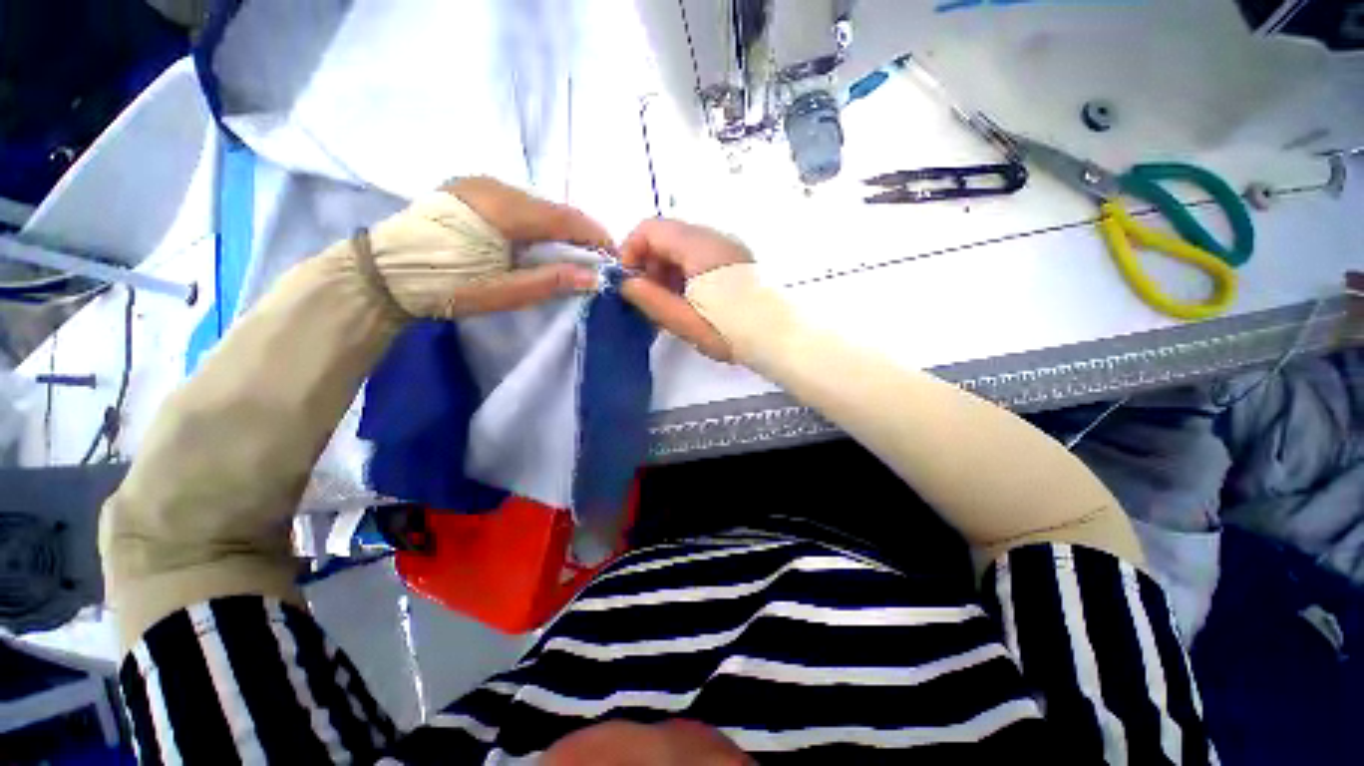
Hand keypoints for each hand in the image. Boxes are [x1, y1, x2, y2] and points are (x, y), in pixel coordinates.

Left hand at [440, 177, 612, 314]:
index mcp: (503, 209)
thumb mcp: (503, 292)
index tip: (612, 254)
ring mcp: (477, 183)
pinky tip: (535, 241)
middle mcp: (493, 186)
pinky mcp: (466, 189)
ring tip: (567, 253)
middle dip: (577, 232)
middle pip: (551, 208)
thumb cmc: (446, 286)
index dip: (593, 234)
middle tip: (591, 259)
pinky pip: (515, 202)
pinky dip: (534, 221)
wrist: (382, 274)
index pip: (564, 217)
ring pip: (534, 204)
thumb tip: (593, 277)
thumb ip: (550, 281)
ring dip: (556, 227)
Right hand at [619, 219, 753, 361]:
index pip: (651, 228)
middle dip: (649, 261)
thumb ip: (652, 300)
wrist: (780, 337)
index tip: (628, 281)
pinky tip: (689, 297)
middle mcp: (714, 237)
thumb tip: (626, 283)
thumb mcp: (686, 322)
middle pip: (667, 235)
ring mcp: (728, 246)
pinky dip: (685, 270)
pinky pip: (700, 254)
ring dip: (667, 267)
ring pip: (684, 245)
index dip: (630, 250)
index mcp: (699, 247)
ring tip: (668, 301)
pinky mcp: (737, 259)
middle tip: (648, 296)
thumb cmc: (731, 331)